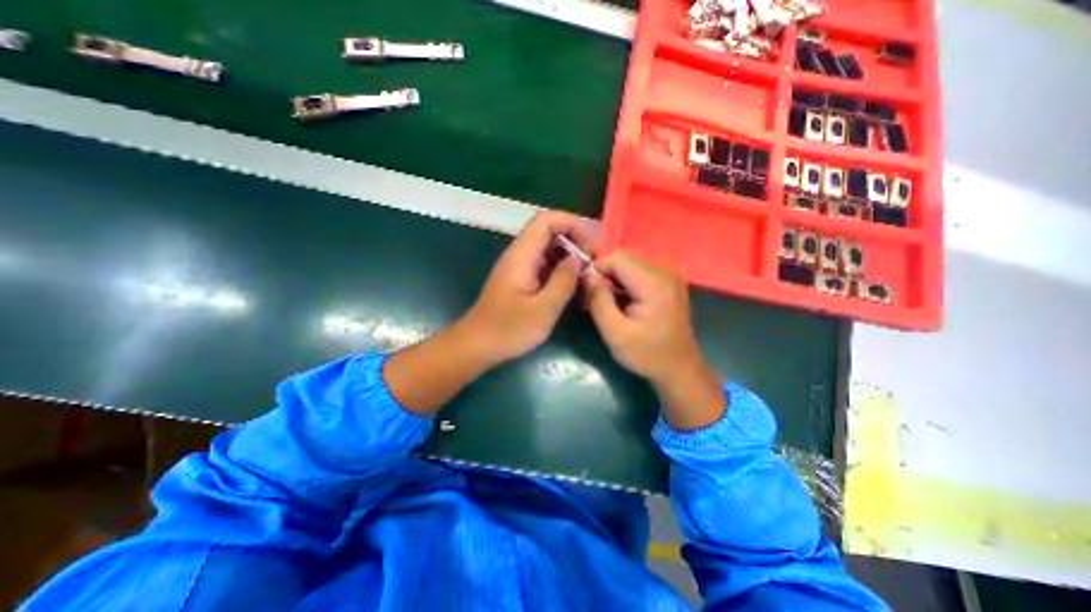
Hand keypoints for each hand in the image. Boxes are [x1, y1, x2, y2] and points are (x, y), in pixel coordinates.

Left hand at [456, 211, 599, 367]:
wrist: (477, 345)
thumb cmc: (508, 329)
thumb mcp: (543, 309)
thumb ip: (563, 281)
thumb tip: (578, 259)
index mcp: (522, 255)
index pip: (546, 220)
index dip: (571, 224)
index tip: (591, 245)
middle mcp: (519, 255)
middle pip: (549, 232)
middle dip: (574, 242)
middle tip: (593, 263)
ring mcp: (519, 267)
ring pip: (548, 249)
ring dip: (569, 257)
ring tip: (587, 275)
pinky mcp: (520, 280)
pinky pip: (544, 265)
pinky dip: (560, 270)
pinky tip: (572, 287)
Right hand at [584, 254, 726, 430]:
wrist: (680, 369)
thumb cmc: (647, 355)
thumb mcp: (615, 333)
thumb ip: (599, 301)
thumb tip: (586, 276)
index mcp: (654, 283)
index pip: (617, 259)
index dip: (596, 270)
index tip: (586, 291)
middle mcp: (665, 272)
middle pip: (624, 260)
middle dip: (604, 276)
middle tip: (594, 300)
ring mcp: (669, 276)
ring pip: (629, 266)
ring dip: (613, 281)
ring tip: (606, 304)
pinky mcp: (668, 283)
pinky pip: (639, 274)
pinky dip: (625, 285)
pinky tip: (621, 304)